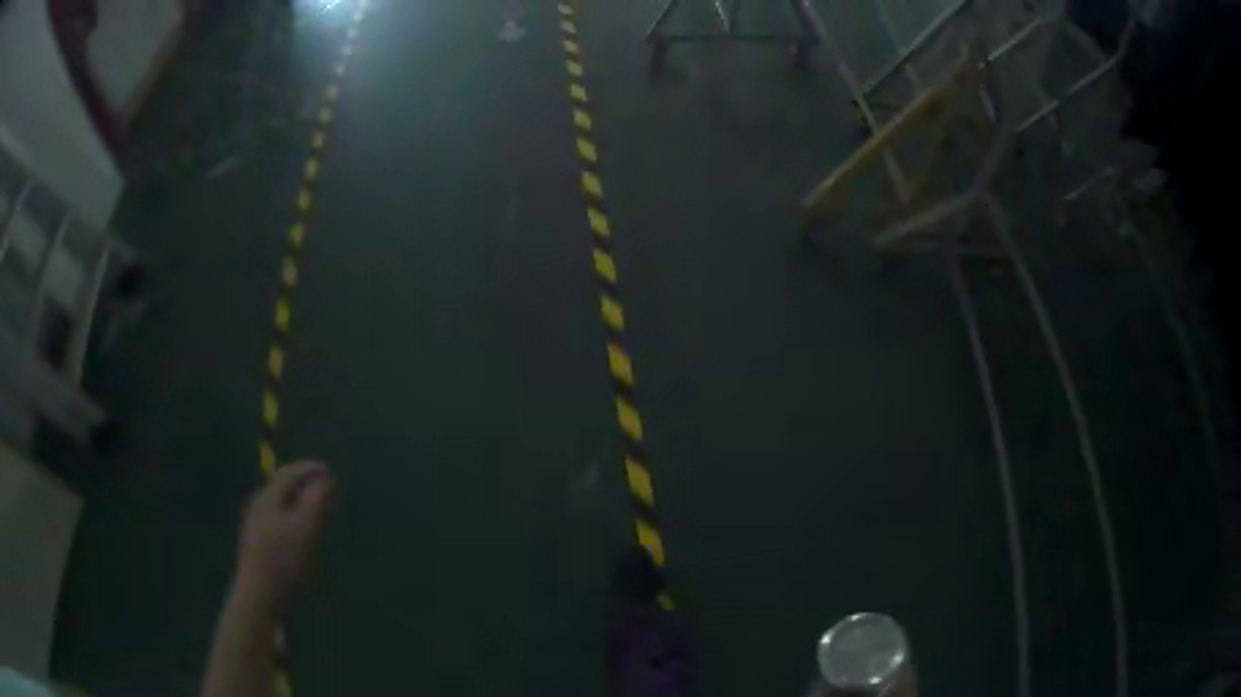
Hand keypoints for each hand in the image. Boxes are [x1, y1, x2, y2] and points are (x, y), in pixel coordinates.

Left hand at [235, 461, 335, 612]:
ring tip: (318, 513)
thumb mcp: (304, 531)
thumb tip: (326, 480)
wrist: (259, 599)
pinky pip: (279, 523)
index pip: (287, 473)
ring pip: (280, 507)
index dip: (309, 468)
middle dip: (304, 486)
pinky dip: (294, 521)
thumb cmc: (282, 563)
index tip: (330, 471)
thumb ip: (315, 503)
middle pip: (282, 488)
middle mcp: (258, 508)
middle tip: (327, 491)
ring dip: (300, 504)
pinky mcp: (259, 548)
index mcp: (267, 499)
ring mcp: (256, 528)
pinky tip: (303, 538)